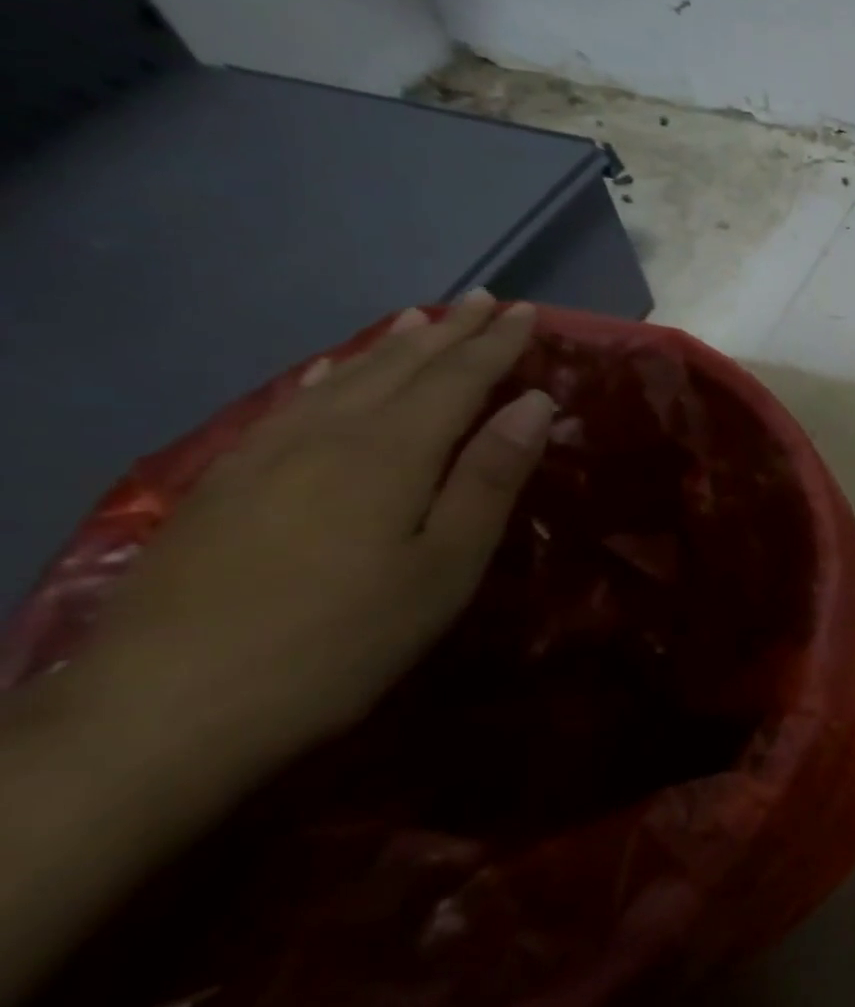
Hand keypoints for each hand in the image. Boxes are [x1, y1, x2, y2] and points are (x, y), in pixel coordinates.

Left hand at [59, 293, 553, 779]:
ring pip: (344, 378)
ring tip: (423, 319)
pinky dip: (329, 375)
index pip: (458, 378)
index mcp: (391, 452)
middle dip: (450, 333)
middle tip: (484, 299)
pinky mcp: (227, 482)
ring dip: (392, 346)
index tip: (527, 312)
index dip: (496, 345)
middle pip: (400, 367)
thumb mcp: (445, 566)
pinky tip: (333, 371)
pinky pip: (293, 403)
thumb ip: (490, 478)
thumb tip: (536, 403)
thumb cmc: (344, 639)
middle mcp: (329, 434)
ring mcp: (267, 454)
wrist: (166, 707)